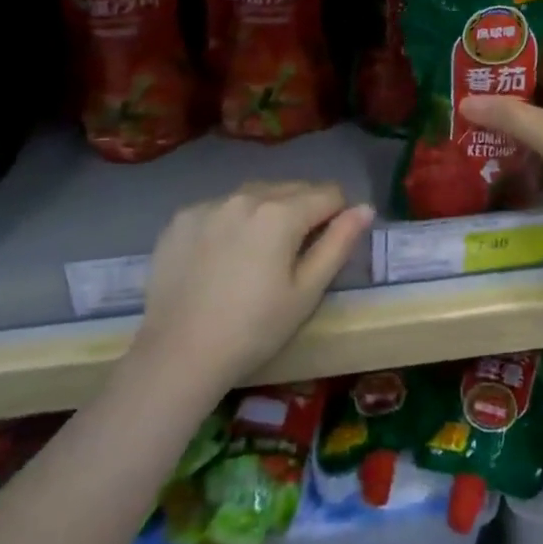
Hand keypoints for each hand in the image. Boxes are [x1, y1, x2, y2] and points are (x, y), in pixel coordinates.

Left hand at [135, 181, 372, 392]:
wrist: (178, 355)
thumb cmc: (254, 329)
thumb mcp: (307, 292)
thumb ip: (339, 244)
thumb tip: (365, 208)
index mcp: (281, 212)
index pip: (328, 194)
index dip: (337, 216)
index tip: (327, 245)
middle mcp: (245, 196)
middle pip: (291, 188)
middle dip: (303, 210)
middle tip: (295, 254)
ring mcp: (208, 204)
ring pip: (254, 194)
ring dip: (267, 211)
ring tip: (258, 253)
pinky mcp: (181, 218)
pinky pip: (220, 207)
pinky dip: (230, 221)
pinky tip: (222, 256)